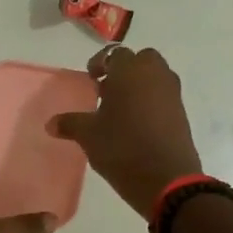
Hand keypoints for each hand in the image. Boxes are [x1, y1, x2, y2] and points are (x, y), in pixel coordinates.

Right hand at [51, 46, 202, 217]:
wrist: (166, 178)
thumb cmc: (121, 148)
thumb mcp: (89, 136)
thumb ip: (70, 124)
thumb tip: (51, 123)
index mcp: (129, 71)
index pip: (114, 54)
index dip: (100, 64)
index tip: (91, 79)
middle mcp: (154, 74)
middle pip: (140, 59)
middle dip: (124, 69)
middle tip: (108, 90)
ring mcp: (171, 92)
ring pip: (155, 76)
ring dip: (139, 84)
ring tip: (121, 108)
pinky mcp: (181, 111)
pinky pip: (163, 95)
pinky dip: (150, 100)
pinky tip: (136, 123)